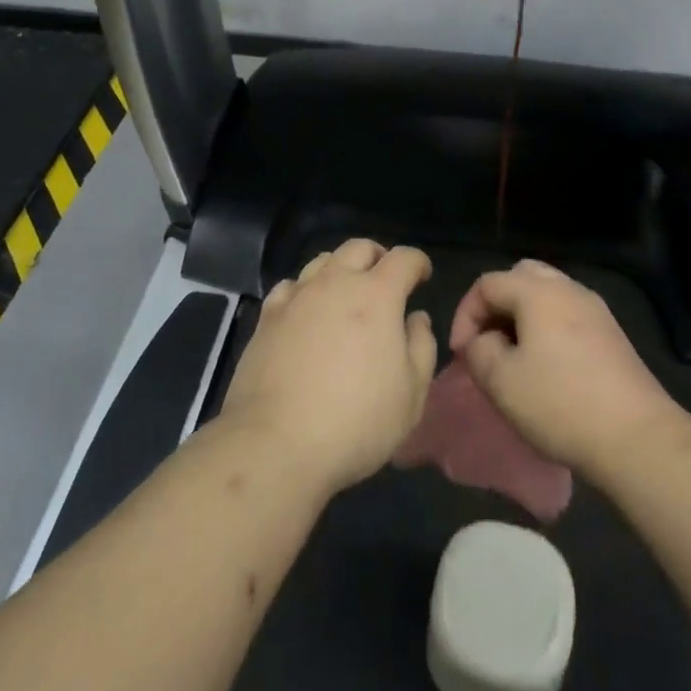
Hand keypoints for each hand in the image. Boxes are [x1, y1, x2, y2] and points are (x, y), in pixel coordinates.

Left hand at [220, 240, 437, 497]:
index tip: (423, 276)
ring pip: (322, 261)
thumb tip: (416, 318)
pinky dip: (305, 290)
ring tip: (346, 294)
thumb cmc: (356, 421)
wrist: (276, 442)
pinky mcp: (267, 317)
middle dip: (378, 257)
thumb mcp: (411, 394)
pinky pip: (290, 286)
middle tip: (385, 281)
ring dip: (341, 269)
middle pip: (359, 248)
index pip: (404, 258)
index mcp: (377, 295)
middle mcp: (336, 283)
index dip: (418, 262)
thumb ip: (421, 347)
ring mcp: (297, 297)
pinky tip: (306, 311)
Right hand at [451, 260, 684, 480]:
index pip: (487, 283)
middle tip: (486, 341)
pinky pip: (568, 314)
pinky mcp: (612, 334)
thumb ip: (478, 350)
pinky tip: (546, 365)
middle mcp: (568, 288)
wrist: (637, 438)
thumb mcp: (500, 381)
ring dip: (522, 316)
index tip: (460, 353)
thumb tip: (483, 340)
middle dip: (496, 305)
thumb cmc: (560, 404)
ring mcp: (595, 309)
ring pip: (547, 294)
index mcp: (538, 291)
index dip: (465, 314)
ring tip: (512, 354)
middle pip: (520, 277)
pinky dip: (547, 327)